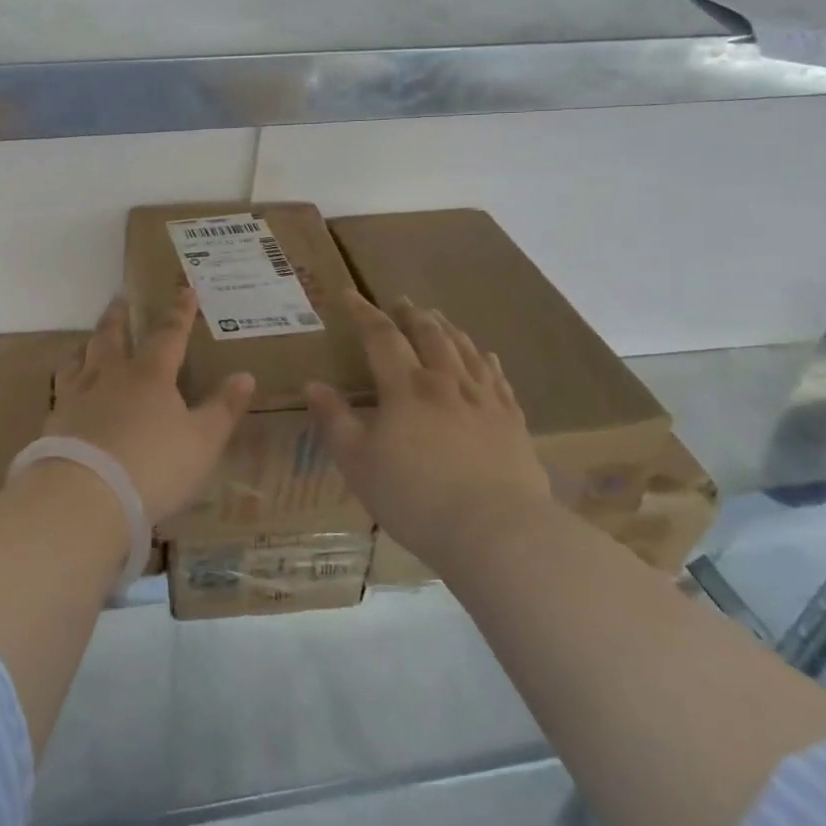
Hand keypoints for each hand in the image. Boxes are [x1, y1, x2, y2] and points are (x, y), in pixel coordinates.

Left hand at [45, 289, 254, 524]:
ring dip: (87, 344)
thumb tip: (245, 376)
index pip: (168, 335)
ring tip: (88, 340)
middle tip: (120, 299)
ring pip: (79, 358)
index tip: (184, 291)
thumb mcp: (202, 442)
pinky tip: (68, 390)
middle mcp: (110, 375)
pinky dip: (68, 379)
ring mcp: (77, 395)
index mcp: (150, 375)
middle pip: (112, 336)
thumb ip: (223, 409)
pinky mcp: (55, 421)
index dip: (179, 313)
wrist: (85, 494)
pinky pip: (61, 388)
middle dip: (119, 316)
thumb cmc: (153, 465)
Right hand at [307, 292, 547, 565]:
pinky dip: (487, 361)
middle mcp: (446, 382)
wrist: (496, 531)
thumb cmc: (415, 496)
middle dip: (412, 315)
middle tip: (402, 302)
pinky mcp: (513, 423)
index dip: (364, 313)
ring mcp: (484, 400)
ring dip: (449, 329)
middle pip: (429, 335)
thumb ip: (333, 420)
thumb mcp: (357, 462)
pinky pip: (498, 379)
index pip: (381, 336)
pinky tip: (487, 357)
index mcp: (406, 387)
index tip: (350, 294)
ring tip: (439, 318)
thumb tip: (312, 384)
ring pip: (466, 350)